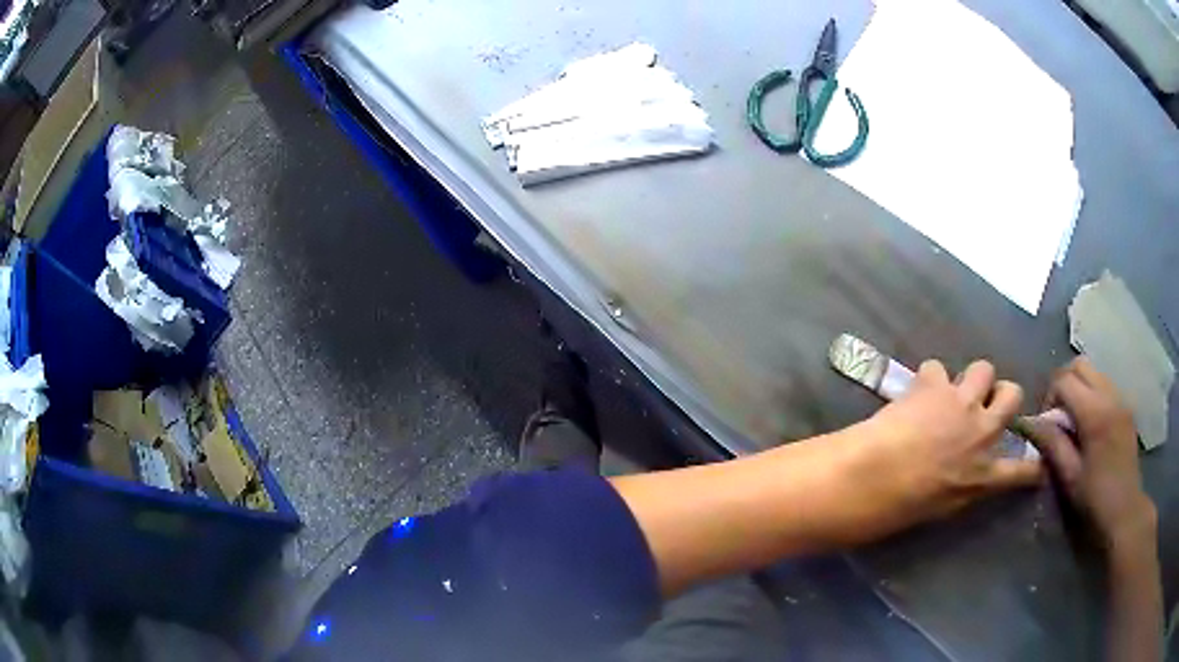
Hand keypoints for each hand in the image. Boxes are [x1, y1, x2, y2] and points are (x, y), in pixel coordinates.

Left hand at [853, 360, 1042, 530]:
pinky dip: (928, 380)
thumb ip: (966, 485)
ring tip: (952, 391)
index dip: (1035, 464)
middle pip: (1013, 394)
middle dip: (1003, 394)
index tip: (1042, 461)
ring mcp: (962, 403)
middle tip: (986, 402)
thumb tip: (971, 476)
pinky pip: (937, 368)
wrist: (876, 477)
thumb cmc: (902, 508)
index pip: (1023, 471)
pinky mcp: (936, 384)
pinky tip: (915, 393)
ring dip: (971, 379)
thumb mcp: (944, 508)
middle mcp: (983, 432)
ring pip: (984, 368)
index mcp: (984, 474)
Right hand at [1024, 358, 1155, 551]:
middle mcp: (1109, 395)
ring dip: (1079, 388)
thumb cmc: (1095, 499)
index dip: (1049, 396)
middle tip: (1057, 415)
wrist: (1125, 510)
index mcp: (1094, 413)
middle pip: (1080, 365)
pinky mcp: (1126, 406)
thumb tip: (1030, 423)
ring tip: (1073, 422)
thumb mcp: (1069, 477)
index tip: (1045, 424)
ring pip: (1094, 372)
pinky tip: (1090, 426)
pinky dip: (1092, 395)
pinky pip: (1105, 386)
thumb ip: (1052, 444)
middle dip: (1063, 384)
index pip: (1064, 380)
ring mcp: (1120, 398)